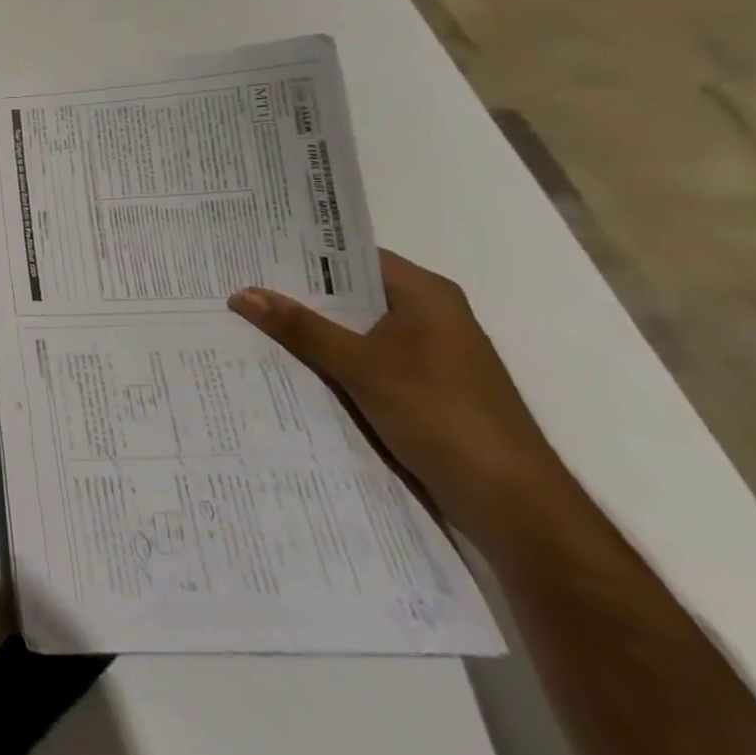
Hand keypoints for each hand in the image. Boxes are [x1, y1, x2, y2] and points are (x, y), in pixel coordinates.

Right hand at [228, 251, 566, 548]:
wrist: (514, 505)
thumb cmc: (442, 416)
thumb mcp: (361, 367)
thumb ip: (301, 328)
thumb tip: (242, 293)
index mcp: (425, 294)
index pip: (353, 257)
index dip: (303, 252)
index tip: (253, 249)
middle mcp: (429, 315)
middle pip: (351, 293)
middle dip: (299, 293)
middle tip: (240, 283)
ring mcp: (429, 355)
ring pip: (355, 329)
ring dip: (313, 330)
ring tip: (252, 320)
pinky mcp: (423, 390)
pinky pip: (365, 360)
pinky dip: (332, 360)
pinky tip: (290, 365)